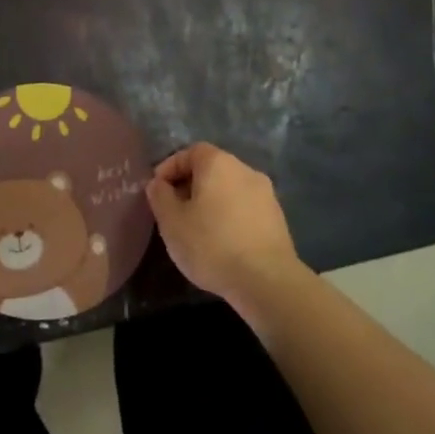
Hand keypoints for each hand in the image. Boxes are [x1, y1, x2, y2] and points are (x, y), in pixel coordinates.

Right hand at [145, 143, 302, 305]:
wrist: (267, 281)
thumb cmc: (212, 244)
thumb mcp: (172, 221)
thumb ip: (160, 196)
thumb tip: (158, 184)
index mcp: (219, 163)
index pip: (190, 152)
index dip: (170, 167)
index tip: (157, 191)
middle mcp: (245, 170)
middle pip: (211, 169)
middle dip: (189, 186)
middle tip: (174, 211)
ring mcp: (266, 194)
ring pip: (229, 189)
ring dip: (211, 202)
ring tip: (196, 229)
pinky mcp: (277, 219)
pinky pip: (245, 208)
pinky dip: (229, 217)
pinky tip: (221, 242)